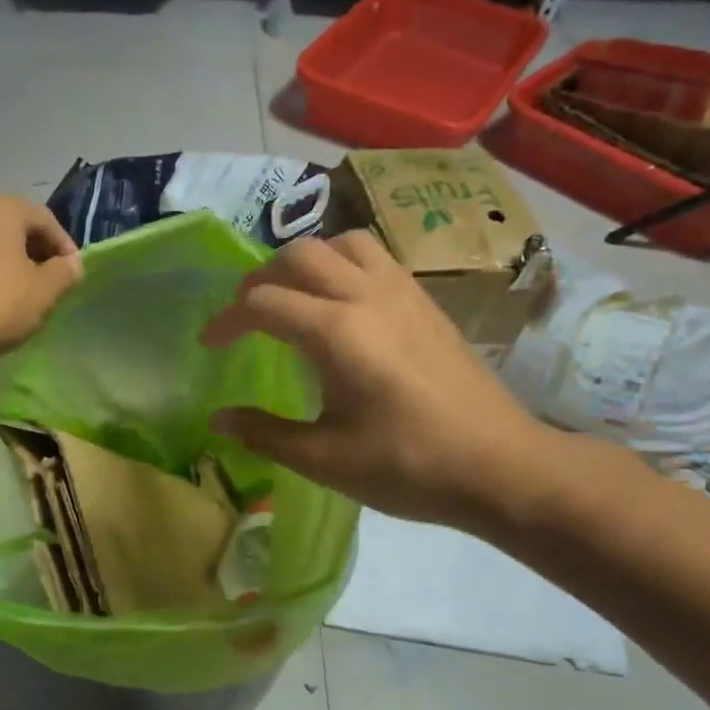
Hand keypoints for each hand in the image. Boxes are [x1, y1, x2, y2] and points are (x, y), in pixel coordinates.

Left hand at [0, 192, 82, 360]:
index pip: (44, 218)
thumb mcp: (43, 292)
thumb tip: (72, 264)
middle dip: (31, 250)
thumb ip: (64, 274)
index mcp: (2, 206)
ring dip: (2, 261)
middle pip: (10, 225)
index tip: (72, 273)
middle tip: (45, 281)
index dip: (64, 245)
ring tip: (14, 292)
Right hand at [201, 231, 567, 530]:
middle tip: (245, 317)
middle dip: (260, 279)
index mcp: (335, 331)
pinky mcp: (427, 302)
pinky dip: (344, 265)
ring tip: (294, 299)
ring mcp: (403, 292)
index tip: (210, 345)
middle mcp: (366, 295)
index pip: (263, 302)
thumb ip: (264, 433)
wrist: (499, 466)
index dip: (227, 320)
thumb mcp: (324, 459)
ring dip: (307, 262)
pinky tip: (343, 307)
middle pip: (299, 255)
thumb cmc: (407, 466)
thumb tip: (217, 419)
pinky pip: (376, 258)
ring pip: (342, 244)